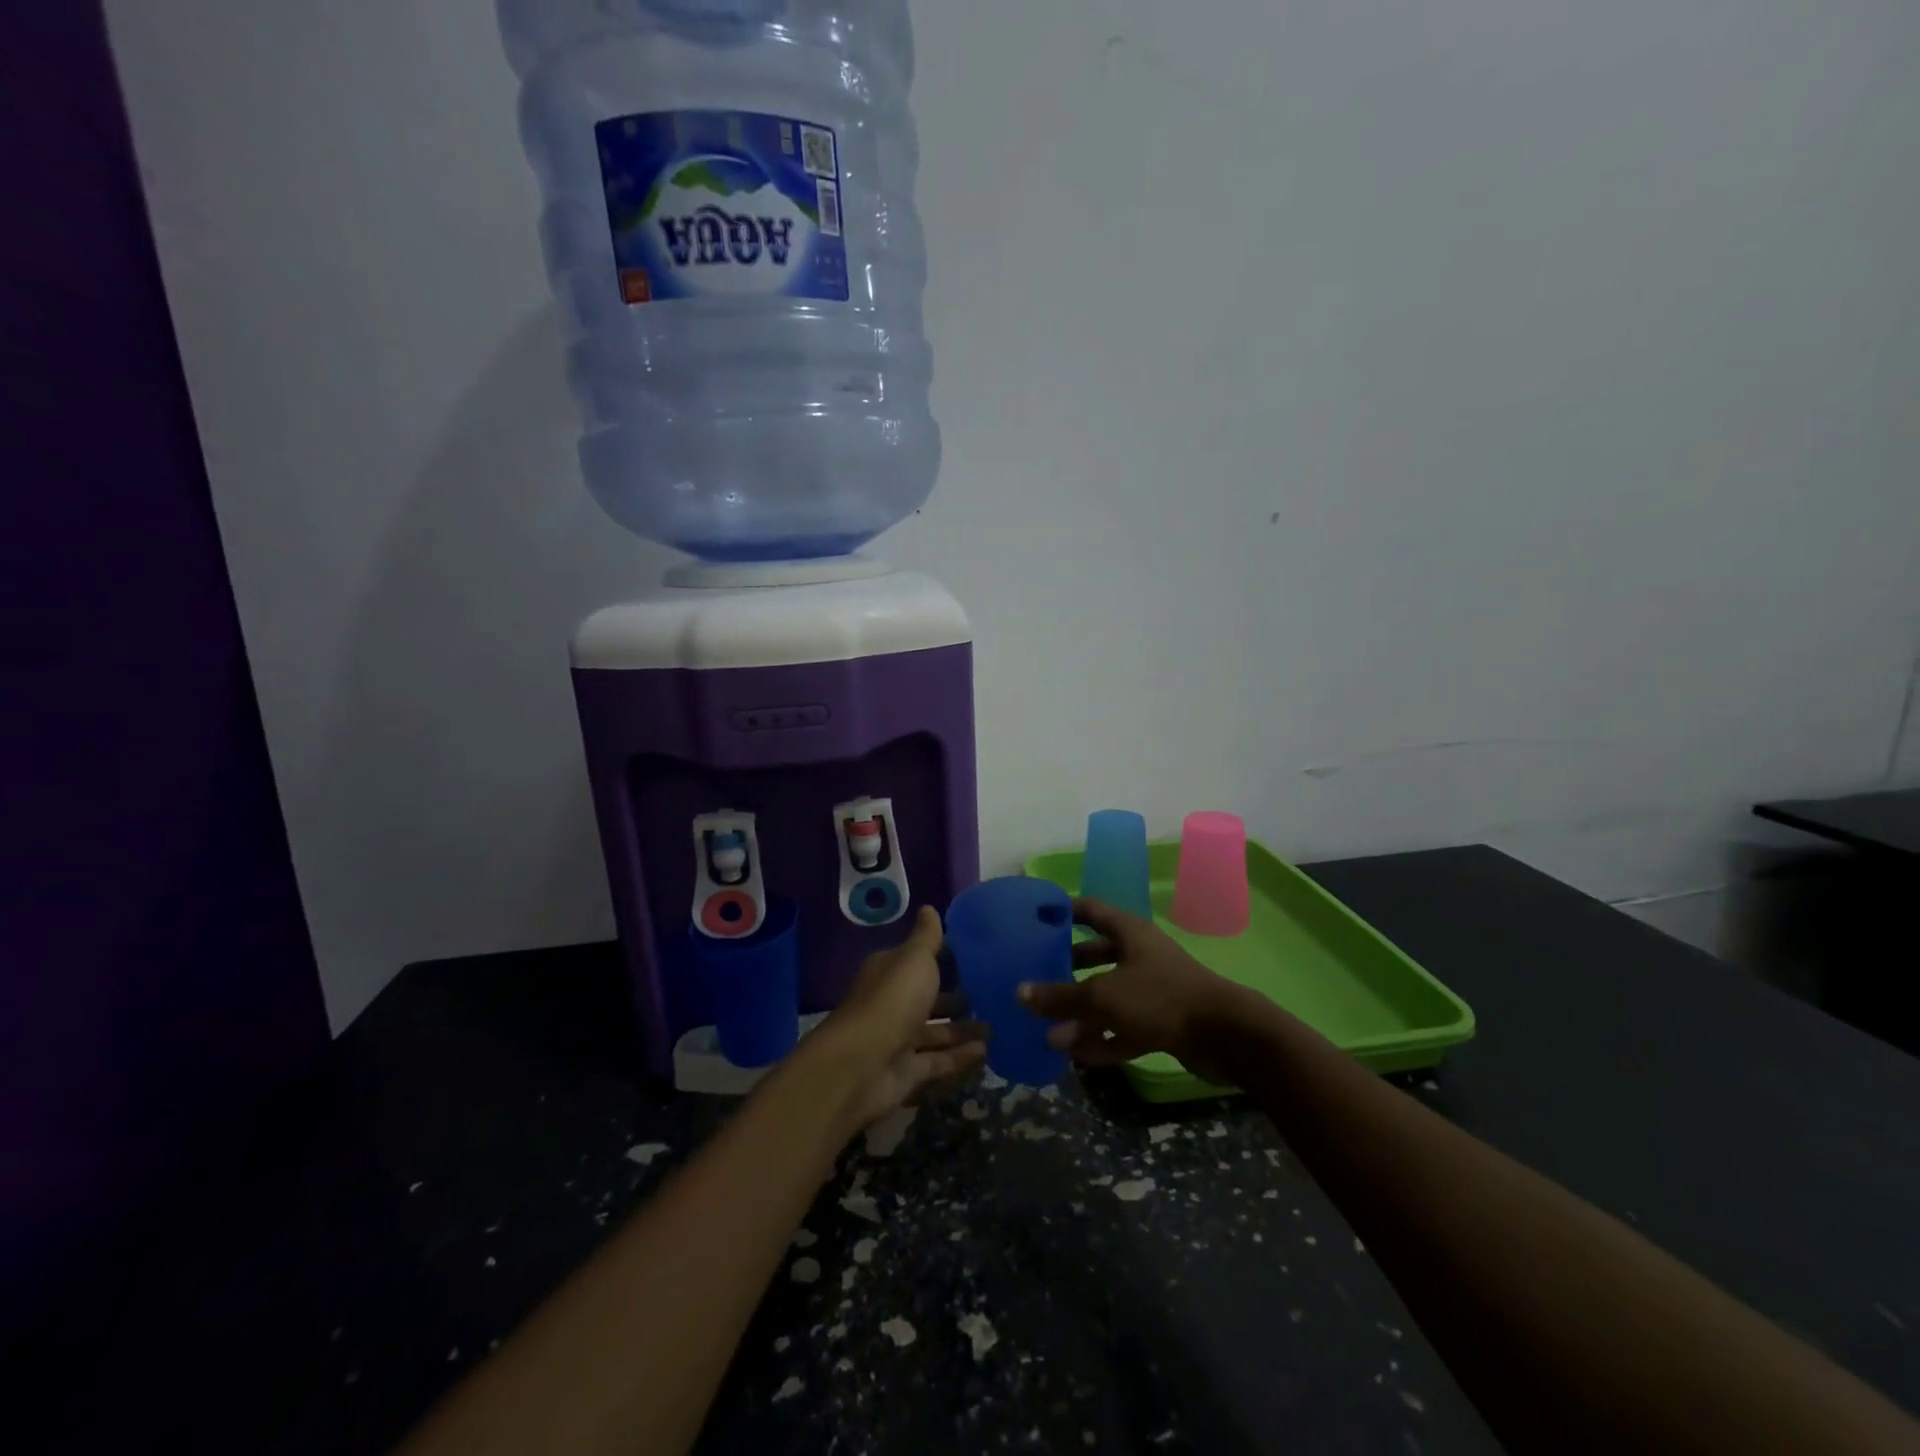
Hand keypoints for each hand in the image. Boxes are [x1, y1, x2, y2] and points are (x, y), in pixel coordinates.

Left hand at [806, 906, 986, 1133]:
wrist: (861, 1064)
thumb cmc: (892, 1000)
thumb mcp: (914, 959)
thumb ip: (927, 938)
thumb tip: (929, 908)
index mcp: (890, 972)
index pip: (919, 960)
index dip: (945, 957)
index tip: (977, 956)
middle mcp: (892, 1003)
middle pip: (928, 997)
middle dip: (956, 996)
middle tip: (991, 995)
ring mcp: (898, 1039)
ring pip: (936, 1031)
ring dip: (963, 1028)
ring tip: (996, 1026)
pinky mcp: (907, 1071)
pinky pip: (938, 1061)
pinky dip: (959, 1056)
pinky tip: (986, 1052)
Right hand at [1017, 898, 1253, 1083]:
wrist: (1225, 1036)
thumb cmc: (1160, 997)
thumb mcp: (1104, 995)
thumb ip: (1062, 997)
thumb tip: (1020, 993)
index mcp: (1129, 933)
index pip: (1090, 911)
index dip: (1064, 911)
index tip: (1035, 918)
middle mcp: (1139, 956)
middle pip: (1096, 955)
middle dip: (1067, 967)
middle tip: (1035, 976)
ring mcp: (1152, 991)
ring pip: (1108, 996)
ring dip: (1081, 1011)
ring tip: (1047, 1026)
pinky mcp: (1161, 1023)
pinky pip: (1123, 1027)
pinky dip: (1102, 1039)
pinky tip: (1076, 1055)